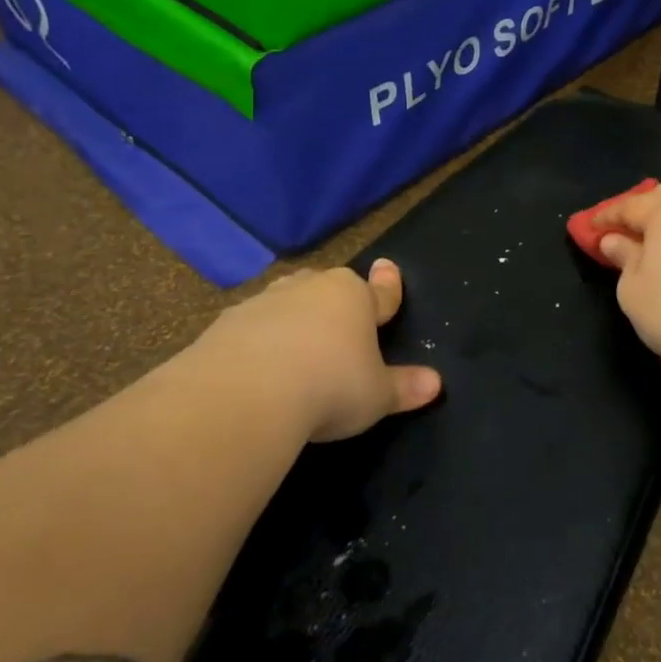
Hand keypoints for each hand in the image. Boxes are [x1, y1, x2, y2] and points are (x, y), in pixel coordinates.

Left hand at [188, 259, 441, 441]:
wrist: (245, 395)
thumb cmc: (330, 386)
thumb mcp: (377, 395)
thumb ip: (404, 387)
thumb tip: (435, 384)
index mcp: (354, 297)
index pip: (379, 291)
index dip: (388, 285)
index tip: (387, 266)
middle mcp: (310, 290)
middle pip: (328, 288)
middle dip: (334, 300)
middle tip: (338, 319)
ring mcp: (263, 303)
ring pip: (286, 302)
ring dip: (293, 318)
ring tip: (296, 345)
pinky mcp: (224, 325)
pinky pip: (250, 327)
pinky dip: (258, 340)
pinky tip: (257, 366)